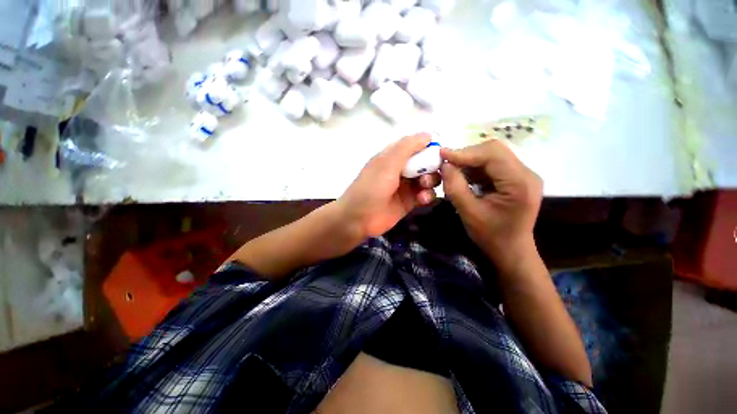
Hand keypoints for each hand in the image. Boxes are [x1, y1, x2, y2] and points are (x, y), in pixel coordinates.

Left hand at [337, 133, 441, 238]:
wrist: (359, 218)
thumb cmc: (371, 187)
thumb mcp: (387, 163)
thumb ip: (407, 148)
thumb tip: (428, 135)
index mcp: (393, 156)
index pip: (416, 146)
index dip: (429, 147)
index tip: (439, 153)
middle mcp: (401, 169)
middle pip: (425, 162)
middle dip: (431, 166)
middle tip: (427, 174)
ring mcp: (406, 186)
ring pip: (428, 179)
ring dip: (431, 181)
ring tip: (423, 187)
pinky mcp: (410, 202)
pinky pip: (426, 195)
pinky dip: (428, 195)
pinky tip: (422, 199)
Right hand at [440, 140, 542, 268]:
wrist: (511, 250)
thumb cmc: (491, 236)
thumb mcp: (469, 213)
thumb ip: (455, 187)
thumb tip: (444, 165)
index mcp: (520, 183)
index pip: (492, 154)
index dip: (464, 152)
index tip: (441, 154)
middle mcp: (526, 173)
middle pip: (494, 150)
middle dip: (466, 155)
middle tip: (445, 163)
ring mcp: (522, 174)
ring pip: (492, 155)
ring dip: (469, 160)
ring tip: (452, 169)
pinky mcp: (515, 178)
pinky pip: (492, 164)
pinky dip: (474, 167)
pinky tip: (463, 175)